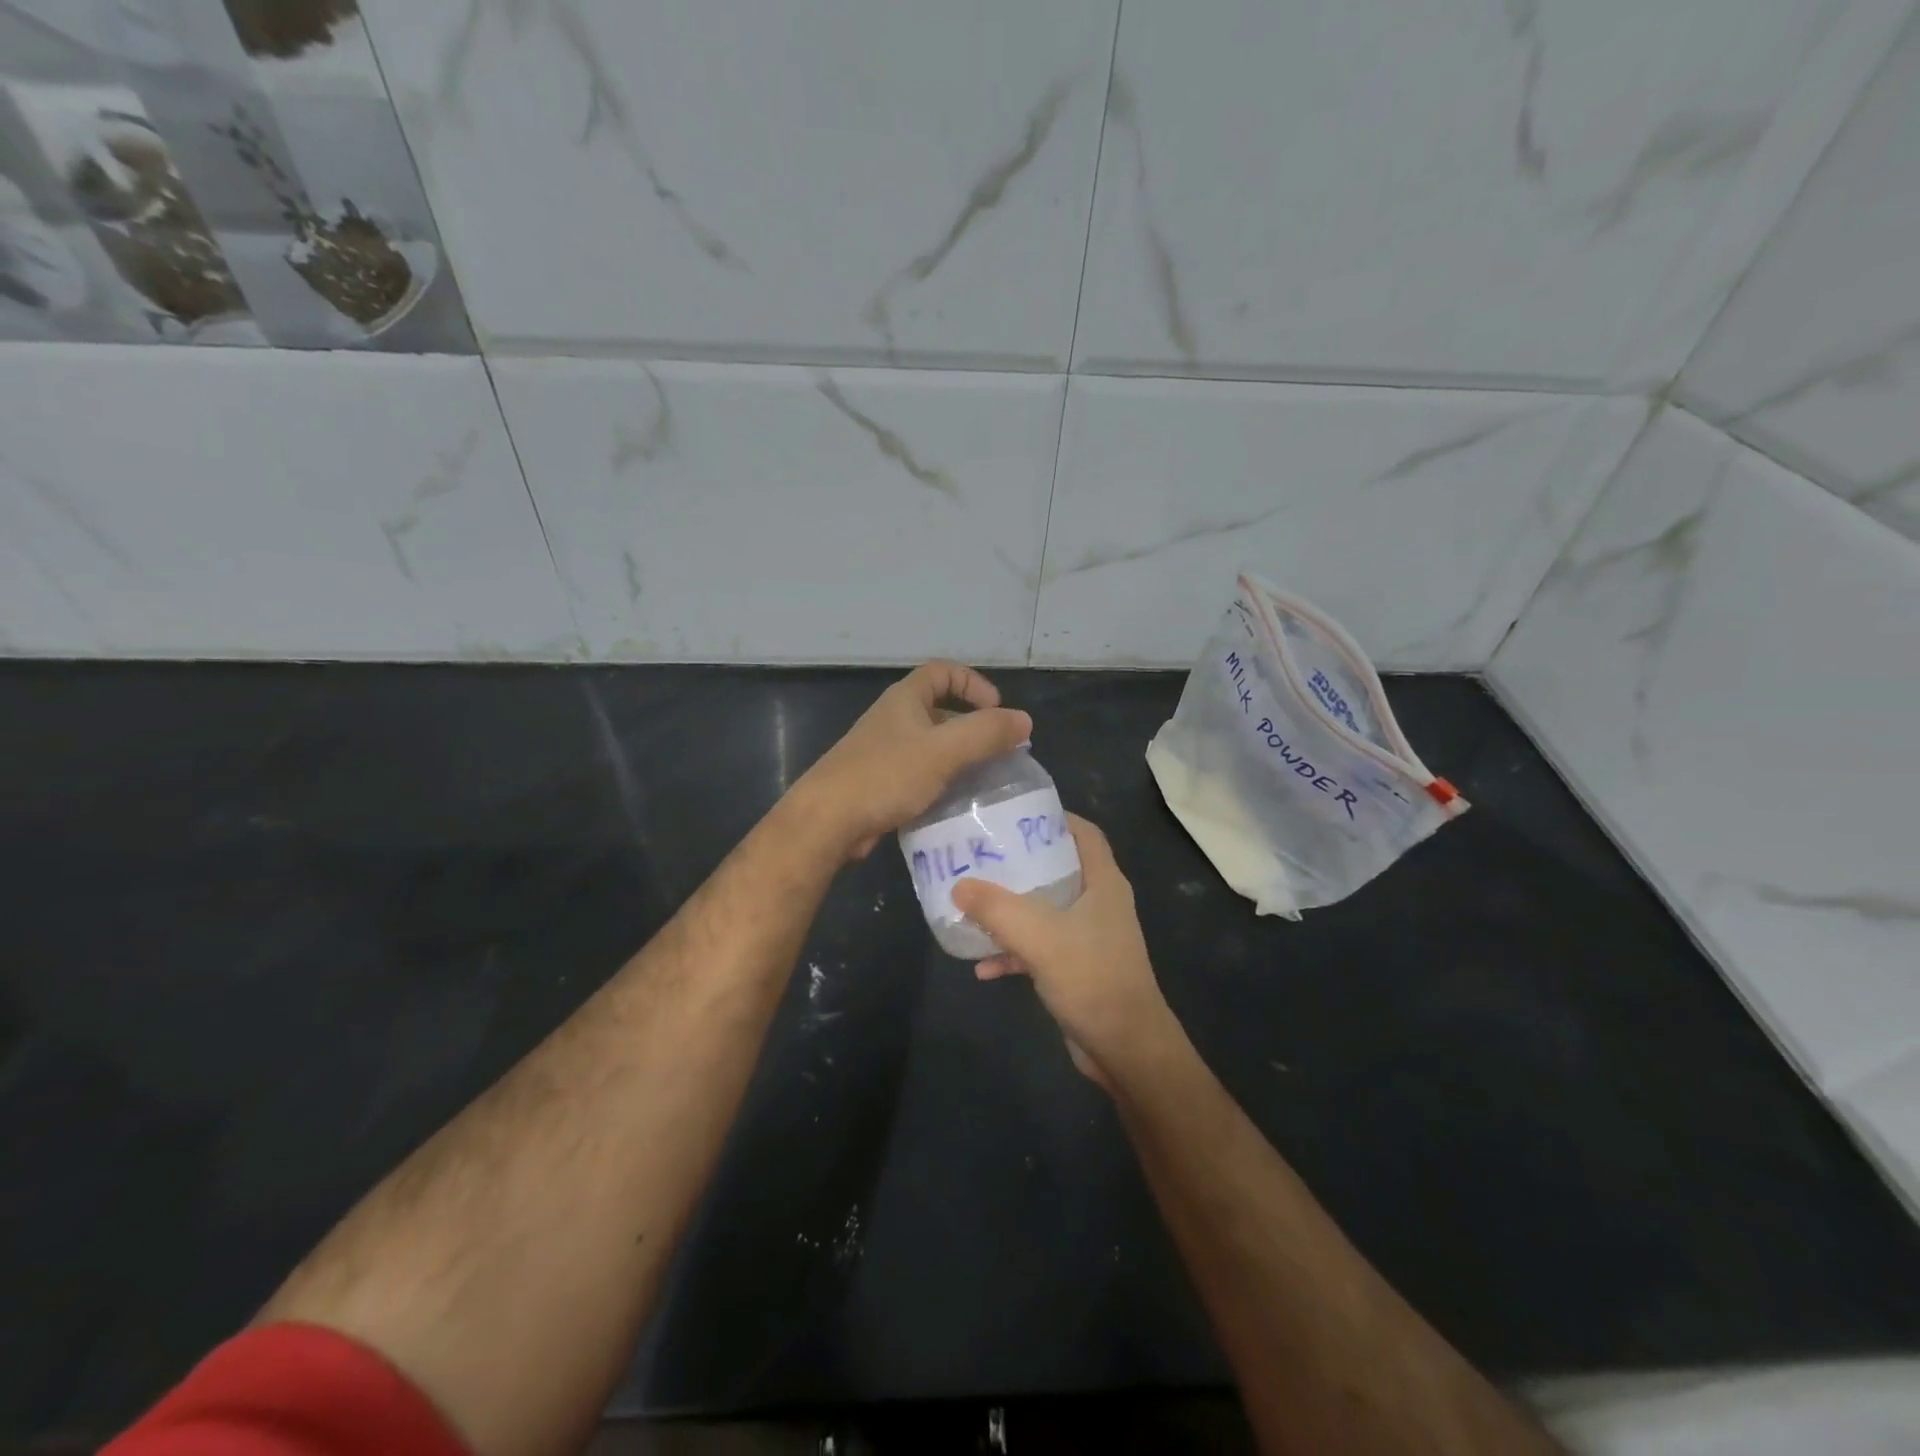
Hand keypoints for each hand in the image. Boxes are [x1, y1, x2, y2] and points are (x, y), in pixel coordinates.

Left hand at [795, 660, 1032, 860]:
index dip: (973, 683)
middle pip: (940, 711)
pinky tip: (957, 805)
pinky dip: (942, 783)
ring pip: (932, 748)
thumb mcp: (944, 750)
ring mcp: (884, 753)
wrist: (828, 821)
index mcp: (905, 700)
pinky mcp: (881, 785)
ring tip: (986, 781)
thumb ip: (986, 733)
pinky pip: (920, 776)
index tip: (996, 709)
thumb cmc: (886, 775)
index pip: (943, 672)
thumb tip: (1025, 721)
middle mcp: (893, 720)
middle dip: (972, 727)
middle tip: (1000, 752)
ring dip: (960, 759)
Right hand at [951, 815, 1178, 1089]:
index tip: (1015, 814)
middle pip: (1058, 868)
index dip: (1055, 817)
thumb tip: (958, 885)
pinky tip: (982, 967)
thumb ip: (997, 909)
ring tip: (973, 904)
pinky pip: (1040, 948)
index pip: (1084, 833)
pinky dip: (1015, 952)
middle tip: (982, 855)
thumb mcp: (1040, 937)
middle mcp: (1099, 903)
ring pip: (1046, 910)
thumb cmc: (1092, 978)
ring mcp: (1090, 937)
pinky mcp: (1078, 969)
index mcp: (1102, 882)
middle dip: (1021, 863)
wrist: (1126, 1049)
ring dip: (1012, 910)